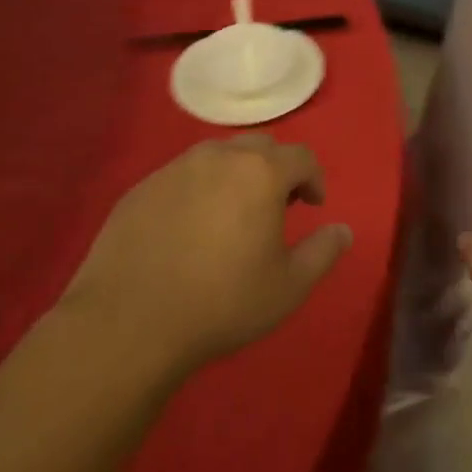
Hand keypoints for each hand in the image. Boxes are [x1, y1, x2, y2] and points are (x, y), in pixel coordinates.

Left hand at [60, 135, 352, 379]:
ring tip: (231, 215)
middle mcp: (218, 158)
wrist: (128, 324)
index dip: (314, 178)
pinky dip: (197, 191)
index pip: (301, 156)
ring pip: (217, 156)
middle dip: (275, 170)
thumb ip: (323, 252)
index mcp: (260, 173)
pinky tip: (188, 229)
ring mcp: (174, 169)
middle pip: (259, 147)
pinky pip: (181, 177)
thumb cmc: (221, 303)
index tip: (313, 206)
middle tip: (275, 208)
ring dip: (235, 175)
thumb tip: (343, 230)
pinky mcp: (140, 189)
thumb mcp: (288, 287)